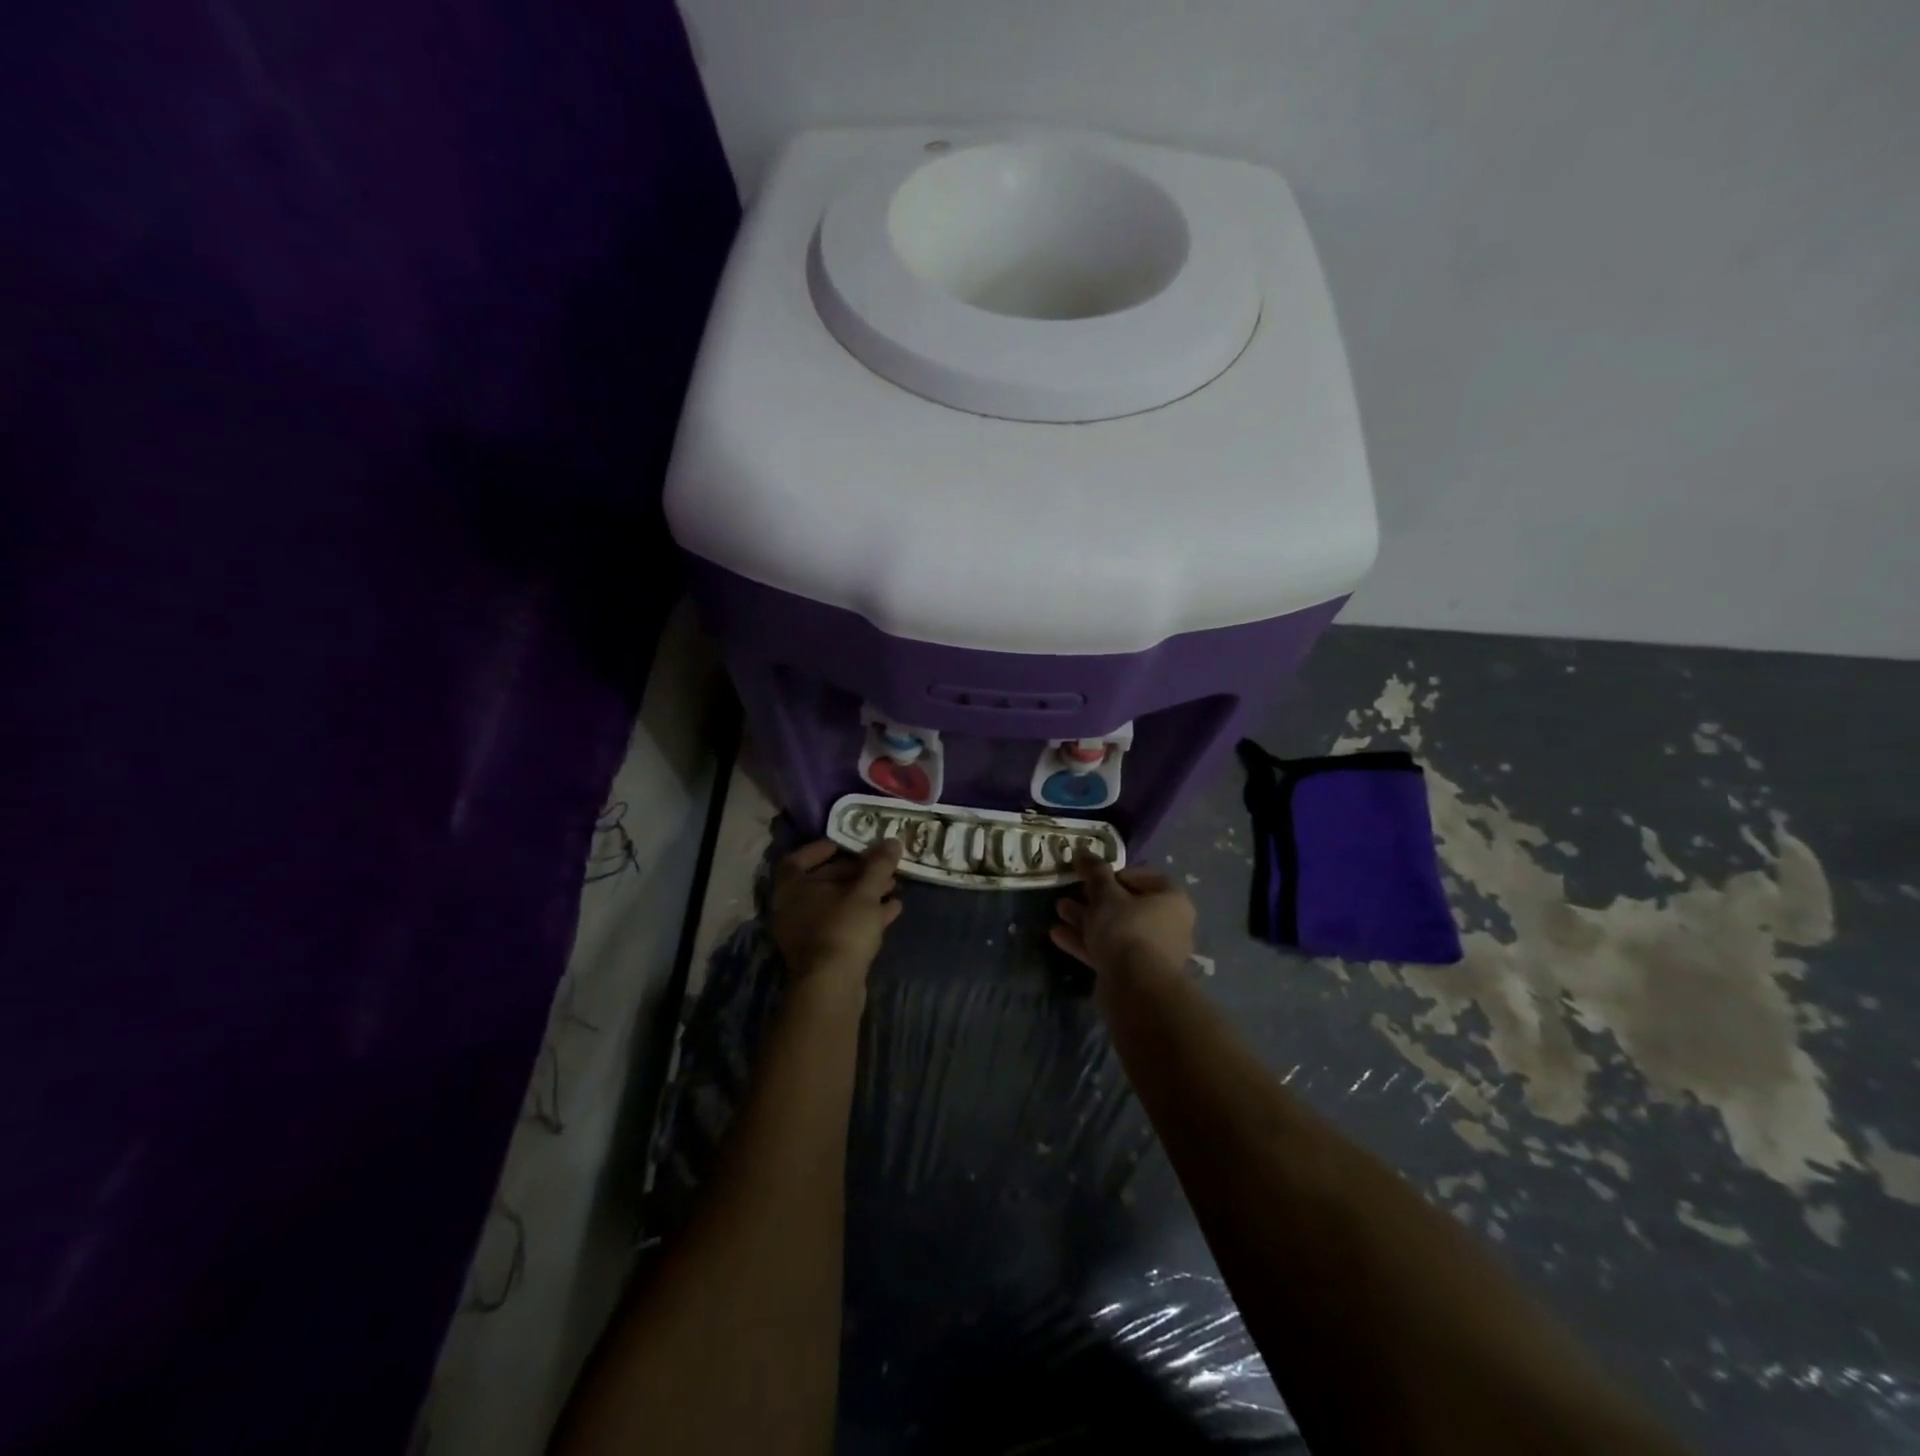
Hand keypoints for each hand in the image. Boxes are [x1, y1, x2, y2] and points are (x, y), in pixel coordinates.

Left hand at [769, 839, 903, 981]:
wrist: (832, 986)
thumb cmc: (842, 928)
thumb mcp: (865, 892)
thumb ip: (878, 865)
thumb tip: (892, 840)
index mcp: (791, 888)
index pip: (797, 859)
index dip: (819, 849)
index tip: (843, 844)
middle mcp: (791, 909)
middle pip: (823, 881)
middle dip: (855, 872)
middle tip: (881, 866)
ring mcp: (804, 933)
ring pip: (836, 905)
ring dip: (864, 893)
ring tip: (893, 886)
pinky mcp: (820, 953)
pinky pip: (842, 925)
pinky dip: (865, 915)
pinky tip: (892, 910)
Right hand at [1051, 857, 1194, 978]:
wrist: (1136, 988)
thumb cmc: (1127, 929)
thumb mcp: (1106, 895)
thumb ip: (1094, 873)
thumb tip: (1083, 852)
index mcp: (1171, 900)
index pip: (1145, 876)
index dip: (1115, 872)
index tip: (1092, 875)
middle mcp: (1168, 924)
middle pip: (1127, 904)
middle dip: (1094, 898)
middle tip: (1071, 891)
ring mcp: (1152, 952)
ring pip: (1115, 929)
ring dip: (1086, 919)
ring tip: (1059, 909)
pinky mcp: (1135, 974)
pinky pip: (1110, 951)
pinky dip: (1087, 942)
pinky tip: (1058, 935)